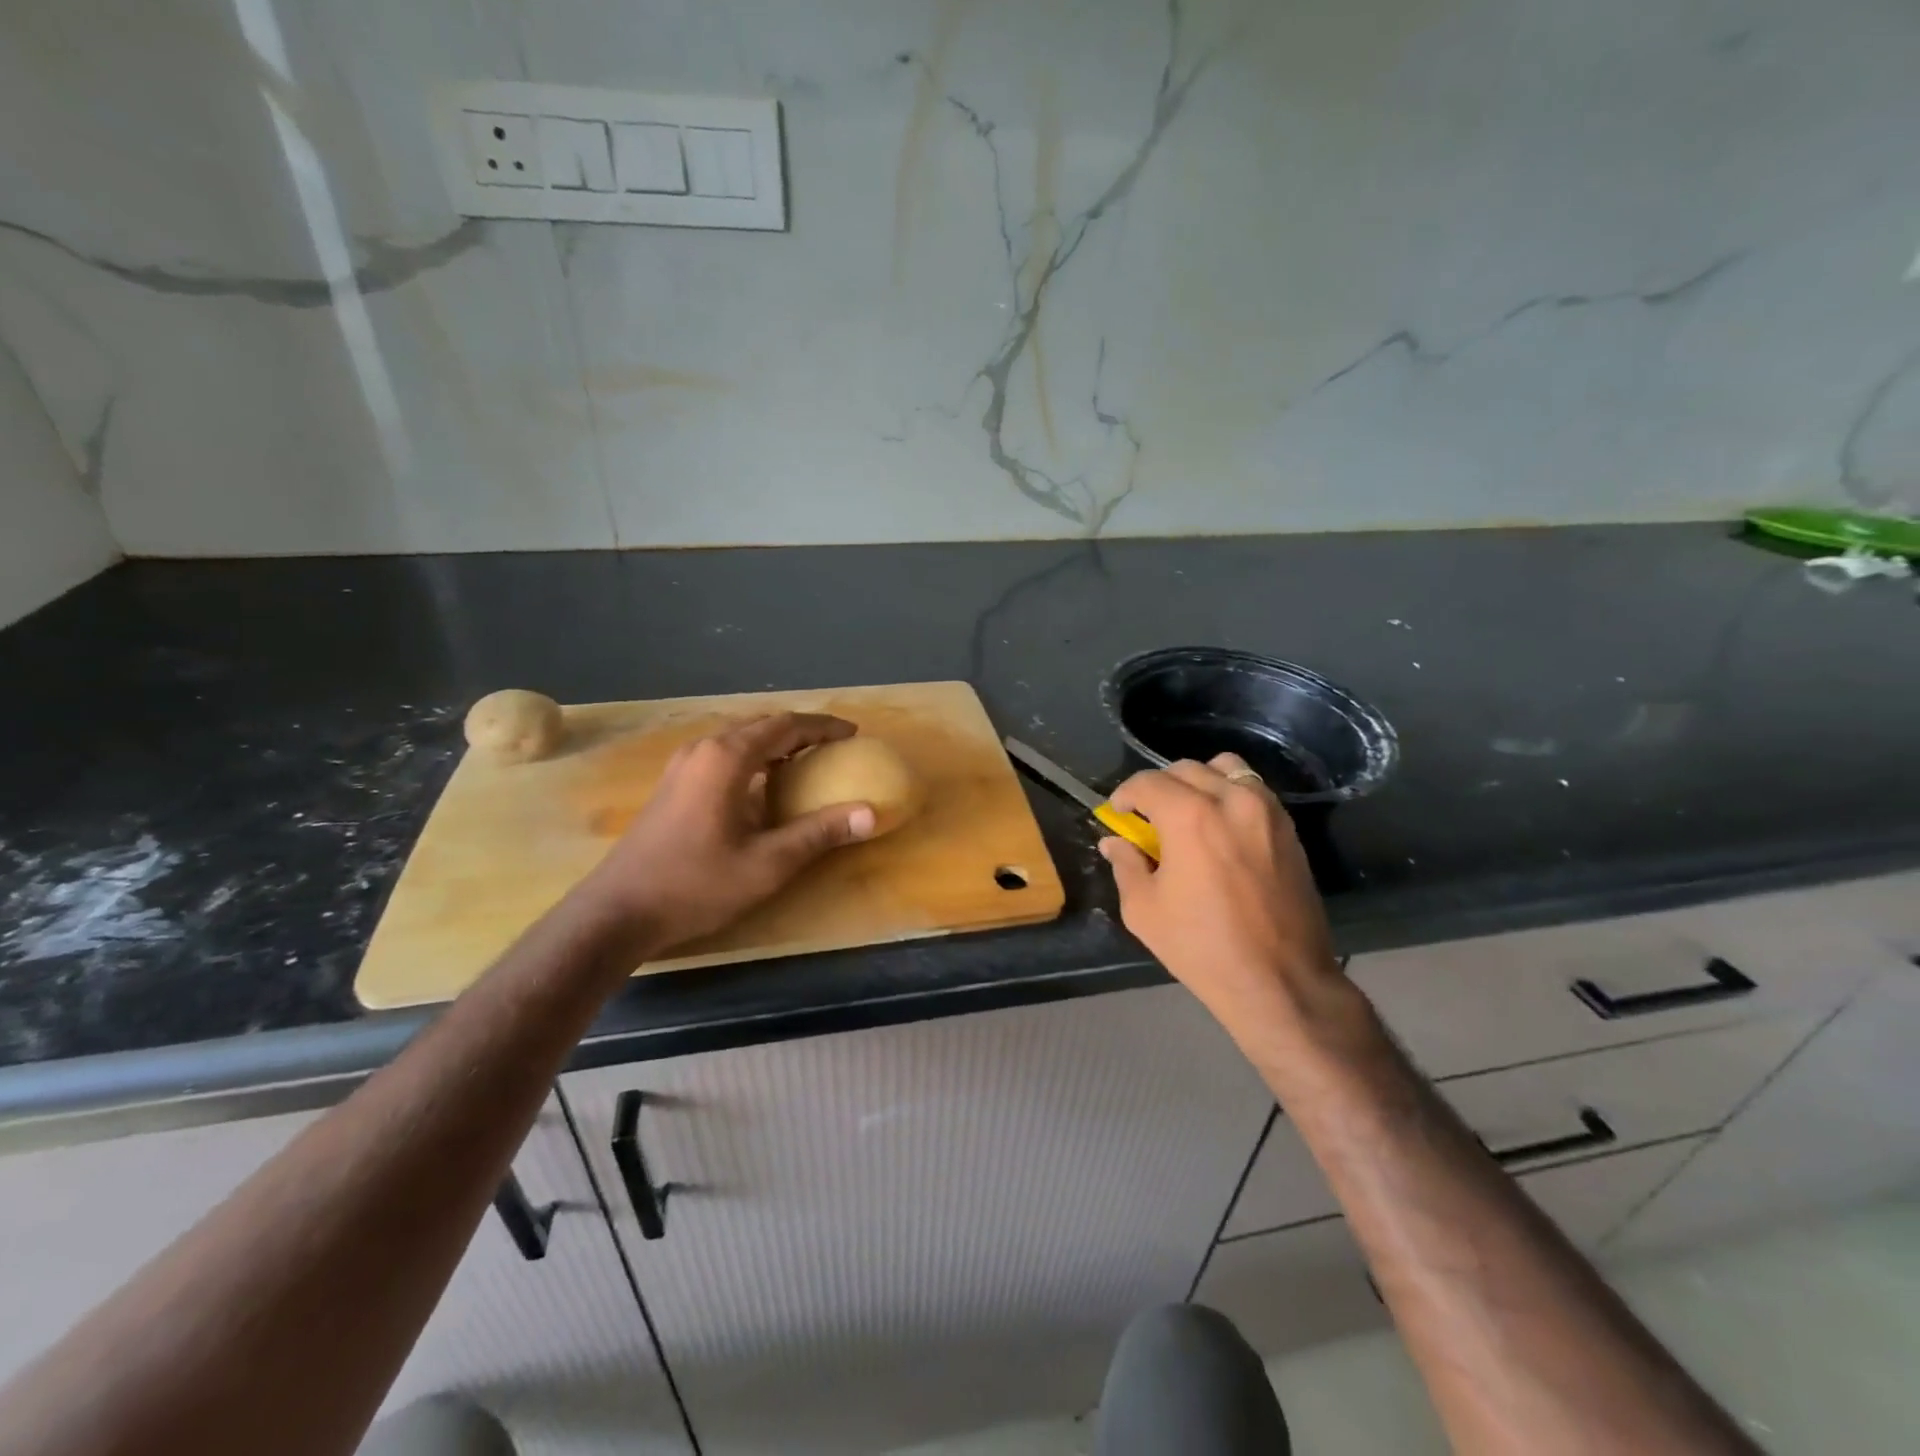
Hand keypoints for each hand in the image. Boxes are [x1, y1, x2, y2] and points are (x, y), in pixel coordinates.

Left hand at [577, 713, 876, 953]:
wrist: (617, 911)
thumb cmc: (696, 884)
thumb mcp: (767, 863)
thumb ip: (819, 833)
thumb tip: (871, 814)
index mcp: (728, 757)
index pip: (786, 726)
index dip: (823, 727)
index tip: (854, 735)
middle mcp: (703, 749)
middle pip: (762, 725)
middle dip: (801, 732)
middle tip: (835, 747)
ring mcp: (682, 765)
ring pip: (740, 739)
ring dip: (776, 744)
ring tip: (807, 762)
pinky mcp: (673, 784)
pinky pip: (723, 754)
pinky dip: (754, 758)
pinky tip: (763, 786)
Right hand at [1099, 753, 1341, 1030]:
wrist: (1281, 981)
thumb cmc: (1202, 947)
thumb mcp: (1145, 910)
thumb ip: (1126, 865)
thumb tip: (1115, 842)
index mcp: (1190, 816)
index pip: (1147, 782)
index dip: (1125, 794)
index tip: (1119, 813)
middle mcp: (1231, 800)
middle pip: (1186, 769)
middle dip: (1159, 787)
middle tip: (1148, 817)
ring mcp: (1266, 811)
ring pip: (1226, 768)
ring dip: (1199, 782)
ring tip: (1189, 813)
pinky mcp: (1289, 828)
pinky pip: (1254, 789)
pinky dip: (1230, 794)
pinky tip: (1220, 828)